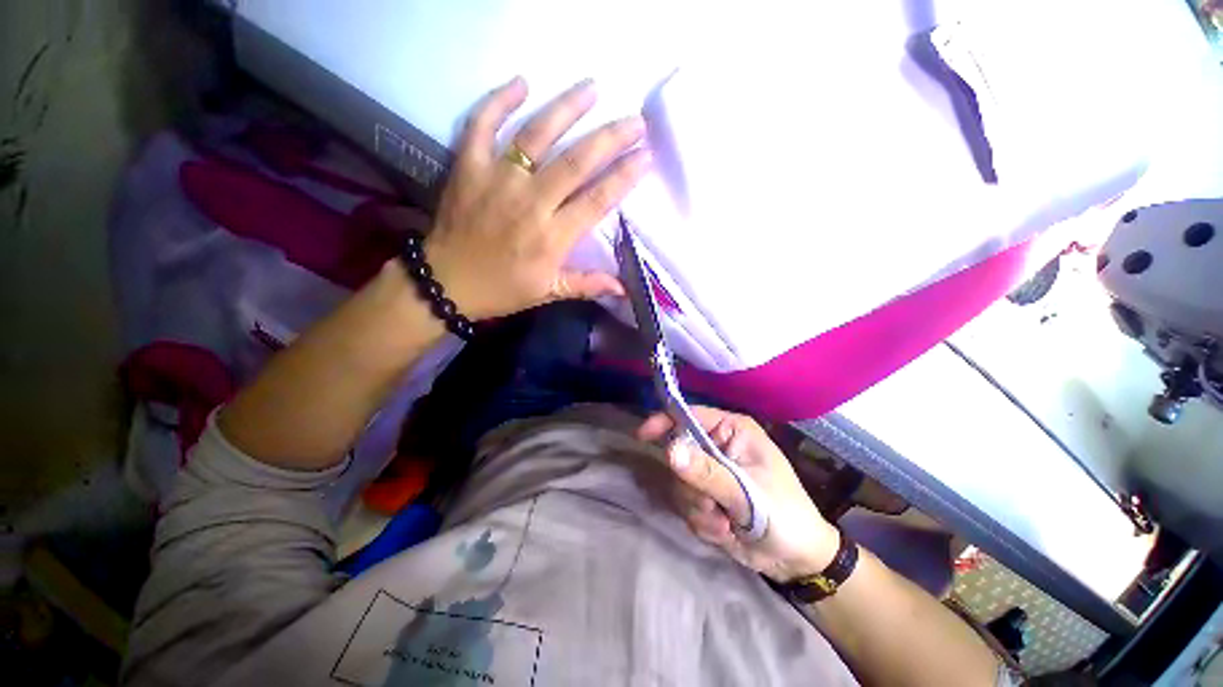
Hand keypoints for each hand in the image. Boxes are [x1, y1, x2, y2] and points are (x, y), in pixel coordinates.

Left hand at [426, 76, 652, 320]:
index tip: (645, 155)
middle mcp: (530, 203)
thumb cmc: (503, 289)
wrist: (446, 283)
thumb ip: (587, 285)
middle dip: (609, 138)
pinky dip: (498, 101)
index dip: (623, 177)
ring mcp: (497, 180)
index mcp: (552, 237)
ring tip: (592, 87)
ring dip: (566, 108)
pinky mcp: (469, 168)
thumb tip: (624, 289)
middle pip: (575, 163)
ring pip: (536, 136)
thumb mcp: (548, 292)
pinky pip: (482, 125)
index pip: (596, 200)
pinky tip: (521, 82)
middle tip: (634, 120)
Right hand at [638, 406, 840, 582]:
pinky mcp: (706, 496)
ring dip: (698, 508)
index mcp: (732, 431)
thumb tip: (669, 450)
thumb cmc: (784, 516)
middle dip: (692, 486)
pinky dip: (701, 521)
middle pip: (679, 454)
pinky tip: (724, 532)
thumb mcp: (747, 494)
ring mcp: (711, 472)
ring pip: (679, 483)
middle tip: (714, 506)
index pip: (689, 415)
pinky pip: (685, 504)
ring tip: (725, 523)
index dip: (664, 422)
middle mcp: (717, 446)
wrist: (796, 561)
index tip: (642, 436)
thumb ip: (706, 472)